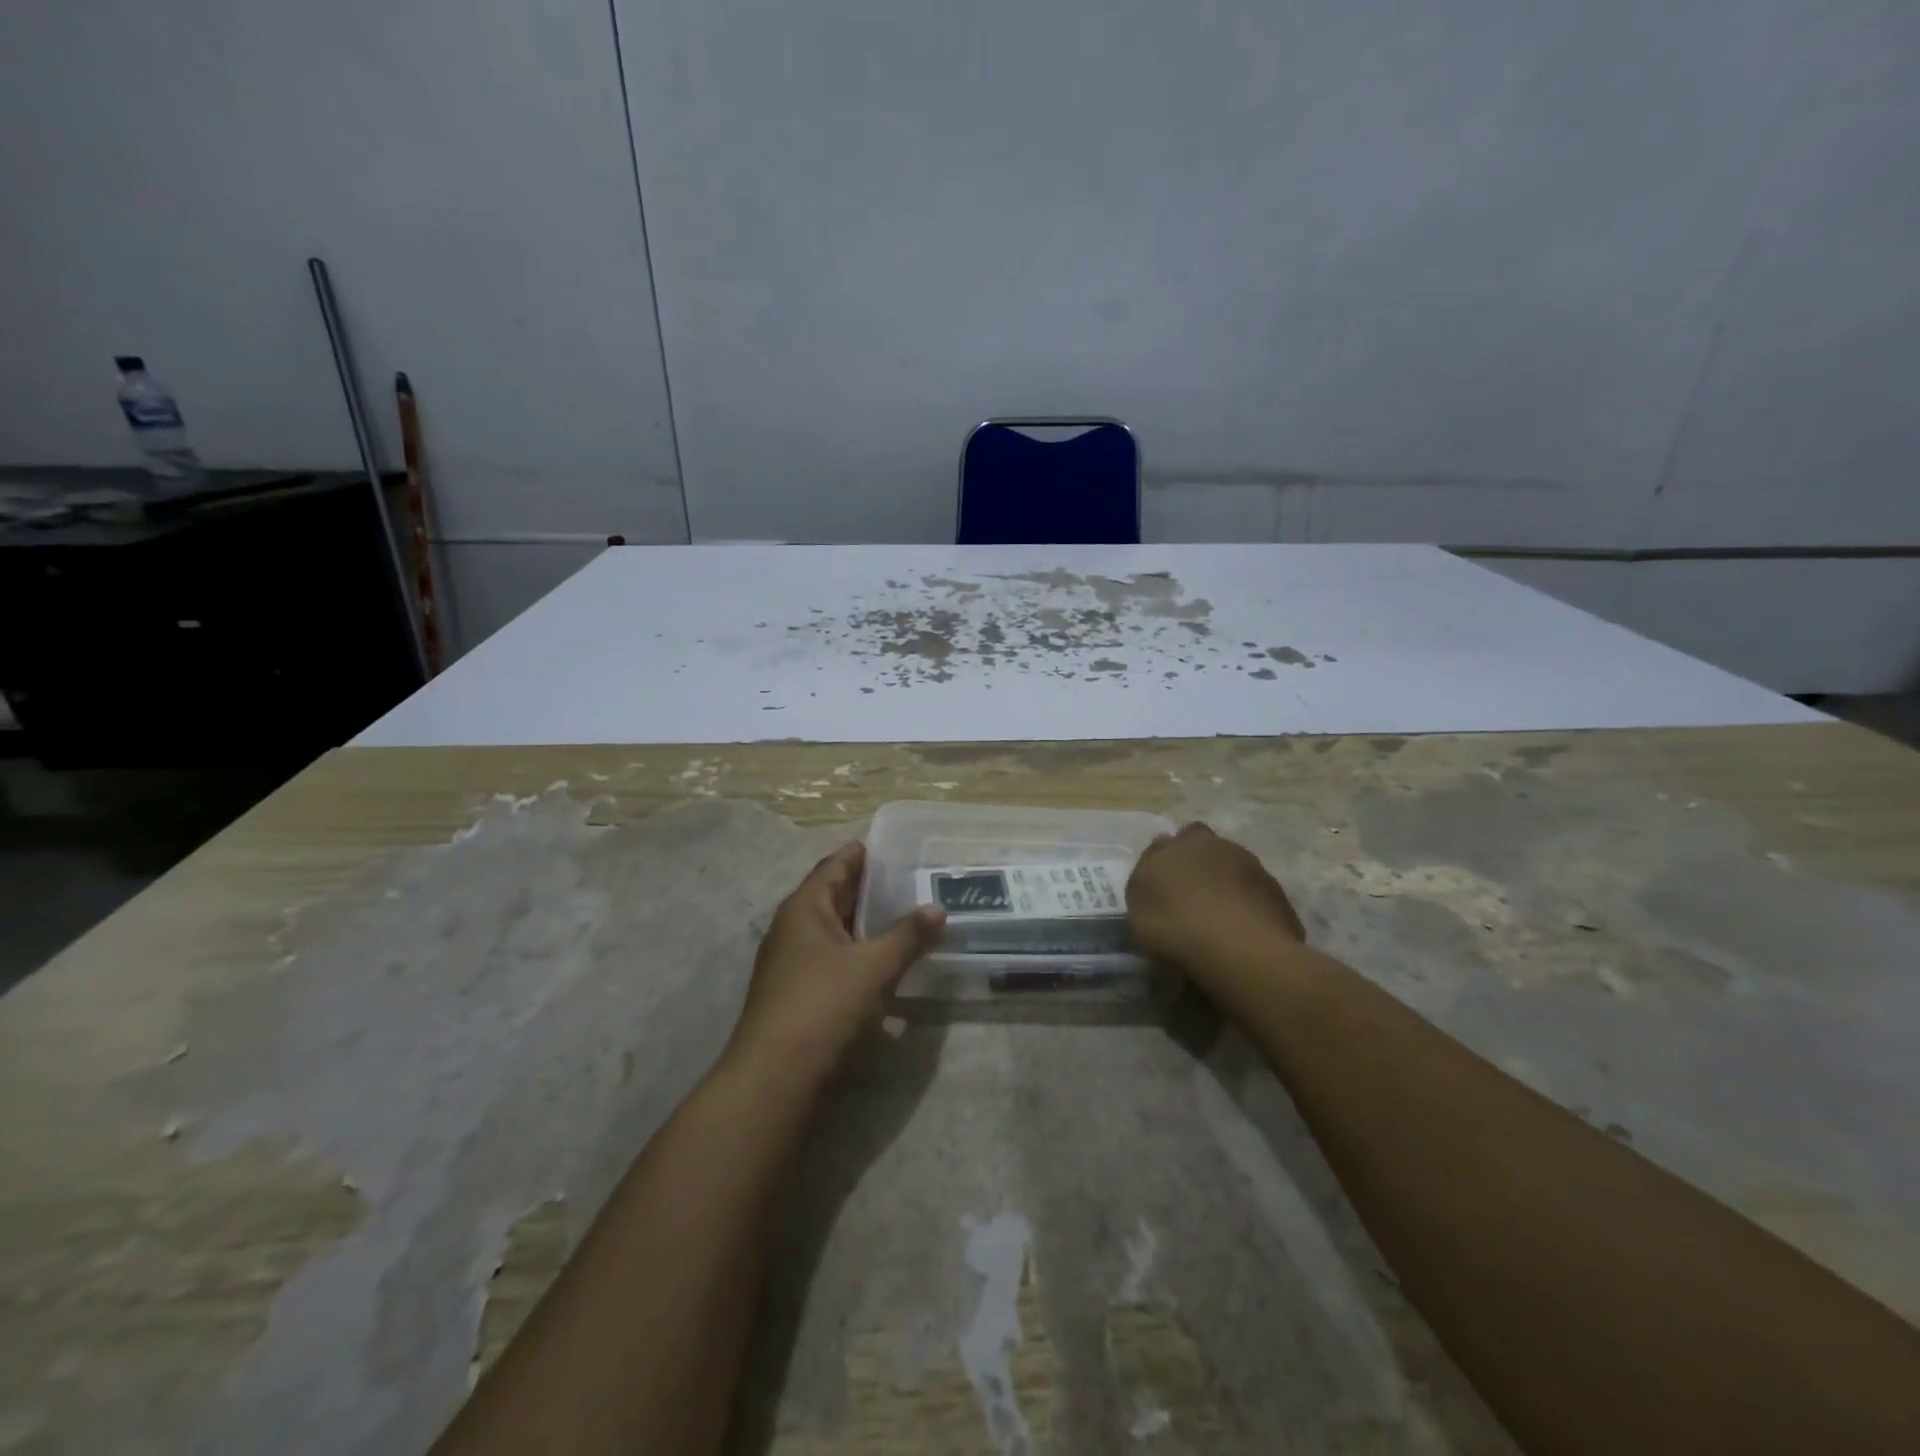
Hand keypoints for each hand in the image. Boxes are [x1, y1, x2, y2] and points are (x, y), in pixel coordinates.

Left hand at [723, 842, 944, 1092]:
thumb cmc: (823, 1005)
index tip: (887, 845)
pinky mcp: (796, 995)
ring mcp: (790, 964)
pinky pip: (831, 959)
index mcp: (803, 909)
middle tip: (906, 879)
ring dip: (862, 923)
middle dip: (865, 888)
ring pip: (832, 931)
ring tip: (902, 916)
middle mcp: (792, 929)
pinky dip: (856, 952)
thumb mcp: (873, 966)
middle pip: (831, 897)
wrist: (775, 1077)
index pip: (833, 867)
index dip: (859, 854)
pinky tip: (881, 961)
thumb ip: (907, 935)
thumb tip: (937, 909)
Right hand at [1126, 823, 1305, 987]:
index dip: (1165, 861)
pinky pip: (1254, 894)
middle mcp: (1216, 845)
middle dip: (1198, 863)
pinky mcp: (1277, 893)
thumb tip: (1156, 868)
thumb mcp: (1139, 907)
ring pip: (1233, 868)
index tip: (1163, 884)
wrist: (1239, 950)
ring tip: (1218, 919)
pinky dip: (1247, 907)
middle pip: (1204, 847)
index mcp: (1178, 844)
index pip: (1168, 842)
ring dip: (1225, 885)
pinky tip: (1240, 933)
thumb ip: (1146, 881)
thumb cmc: (1175, 926)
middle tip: (1191, 896)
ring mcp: (1251, 866)